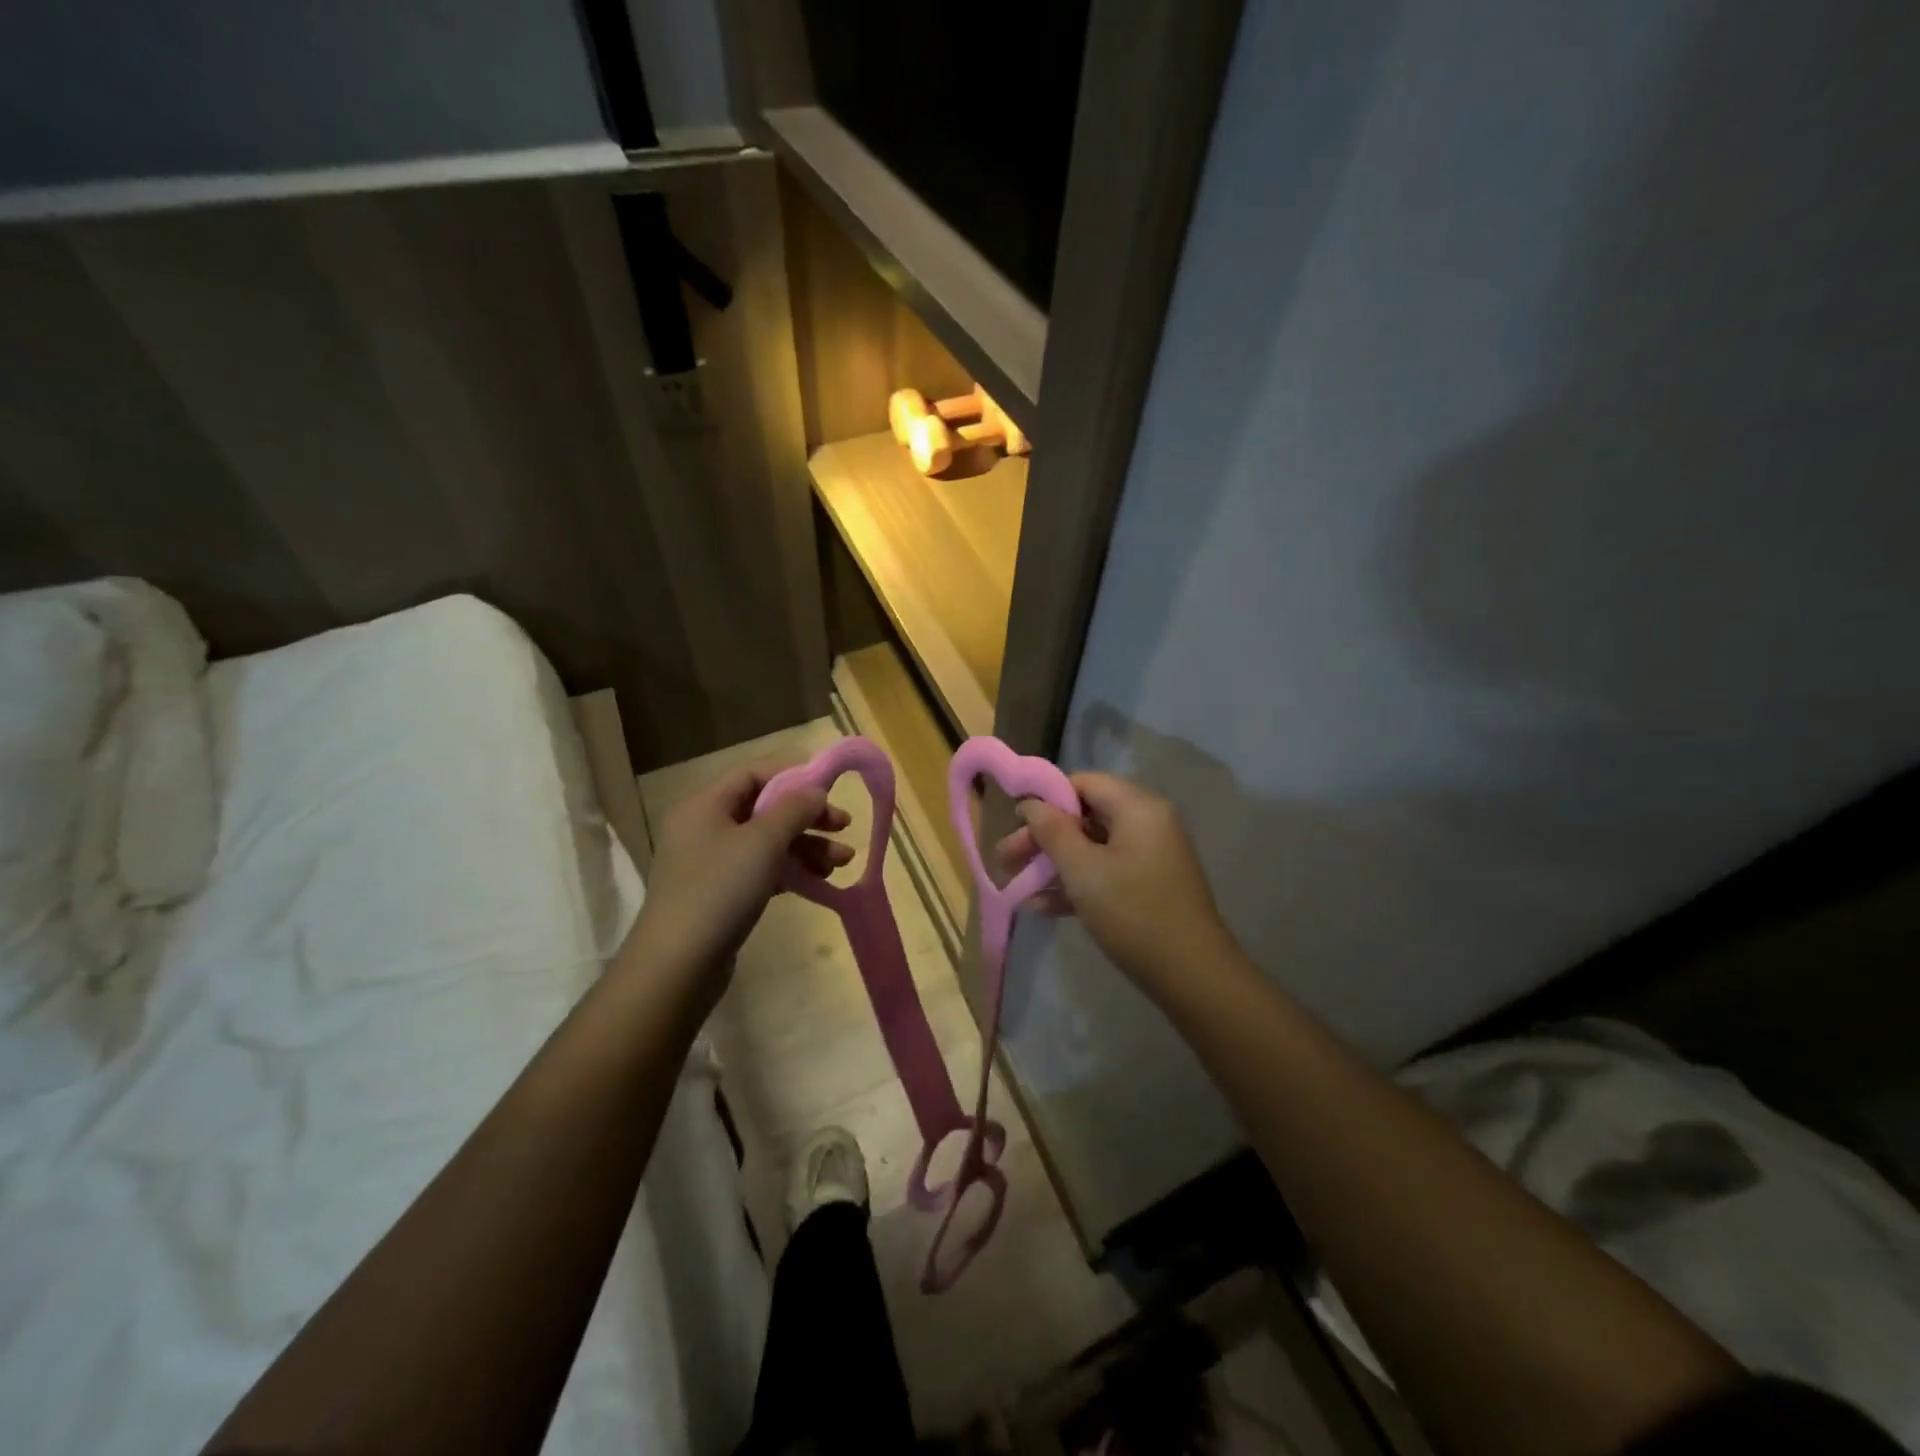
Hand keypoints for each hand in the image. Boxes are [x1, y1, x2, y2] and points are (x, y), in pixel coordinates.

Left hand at [627, 763, 850, 996]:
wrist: (679, 965)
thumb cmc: (720, 890)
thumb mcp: (763, 841)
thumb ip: (794, 809)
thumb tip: (815, 790)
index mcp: (705, 805)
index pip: (753, 774)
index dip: (792, 774)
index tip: (831, 786)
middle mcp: (705, 827)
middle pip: (764, 808)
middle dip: (807, 816)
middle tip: (845, 826)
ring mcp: (712, 863)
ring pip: (768, 842)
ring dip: (807, 846)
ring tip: (843, 861)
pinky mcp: (721, 894)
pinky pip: (762, 869)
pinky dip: (791, 870)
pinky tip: (820, 880)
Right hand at [996, 772, 1232, 991]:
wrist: (1192, 975)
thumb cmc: (1133, 912)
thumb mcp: (1083, 870)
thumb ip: (1052, 831)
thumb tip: (1030, 803)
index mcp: (1137, 807)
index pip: (1083, 783)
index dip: (1045, 798)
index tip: (1013, 822)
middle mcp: (1147, 823)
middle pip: (1084, 816)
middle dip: (1042, 837)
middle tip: (1005, 858)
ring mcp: (1150, 856)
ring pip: (1091, 847)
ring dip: (1053, 864)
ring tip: (1015, 885)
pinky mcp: (1148, 886)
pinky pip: (1105, 872)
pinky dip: (1076, 883)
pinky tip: (1040, 907)